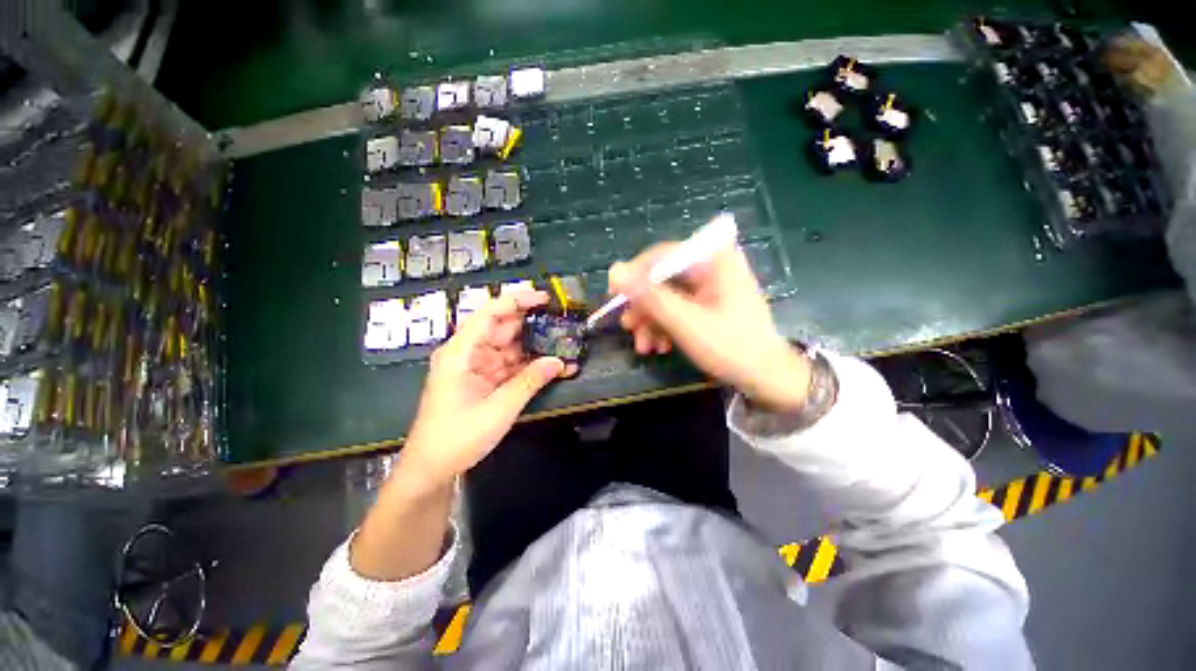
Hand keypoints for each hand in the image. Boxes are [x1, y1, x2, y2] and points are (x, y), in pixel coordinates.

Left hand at [399, 291, 571, 491]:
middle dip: (533, 324)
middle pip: (502, 328)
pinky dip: (530, 366)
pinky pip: (511, 365)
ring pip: (510, 347)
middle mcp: (468, 353)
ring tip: (563, 345)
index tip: (544, 298)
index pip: (490, 314)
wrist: (432, 468)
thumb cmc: (457, 437)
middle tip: (562, 323)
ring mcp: (478, 366)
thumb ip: (530, 382)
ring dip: (535, 347)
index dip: (517, 301)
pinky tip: (552, 367)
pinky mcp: (485, 380)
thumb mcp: (498, 409)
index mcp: (461, 352)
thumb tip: (559, 361)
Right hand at [608, 244, 810, 411]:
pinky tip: (659, 346)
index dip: (634, 275)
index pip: (662, 255)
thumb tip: (614, 271)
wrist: (765, 377)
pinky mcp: (707, 303)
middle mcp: (711, 266)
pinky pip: (677, 307)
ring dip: (651, 321)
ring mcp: (710, 285)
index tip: (614, 298)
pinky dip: (664, 325)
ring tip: (644, 347)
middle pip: (662, 277)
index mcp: (714, 259)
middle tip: (629, 328)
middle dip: (644, 307)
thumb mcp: (685, 322)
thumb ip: (650, 296)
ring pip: (666, 295)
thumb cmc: (730, 347)